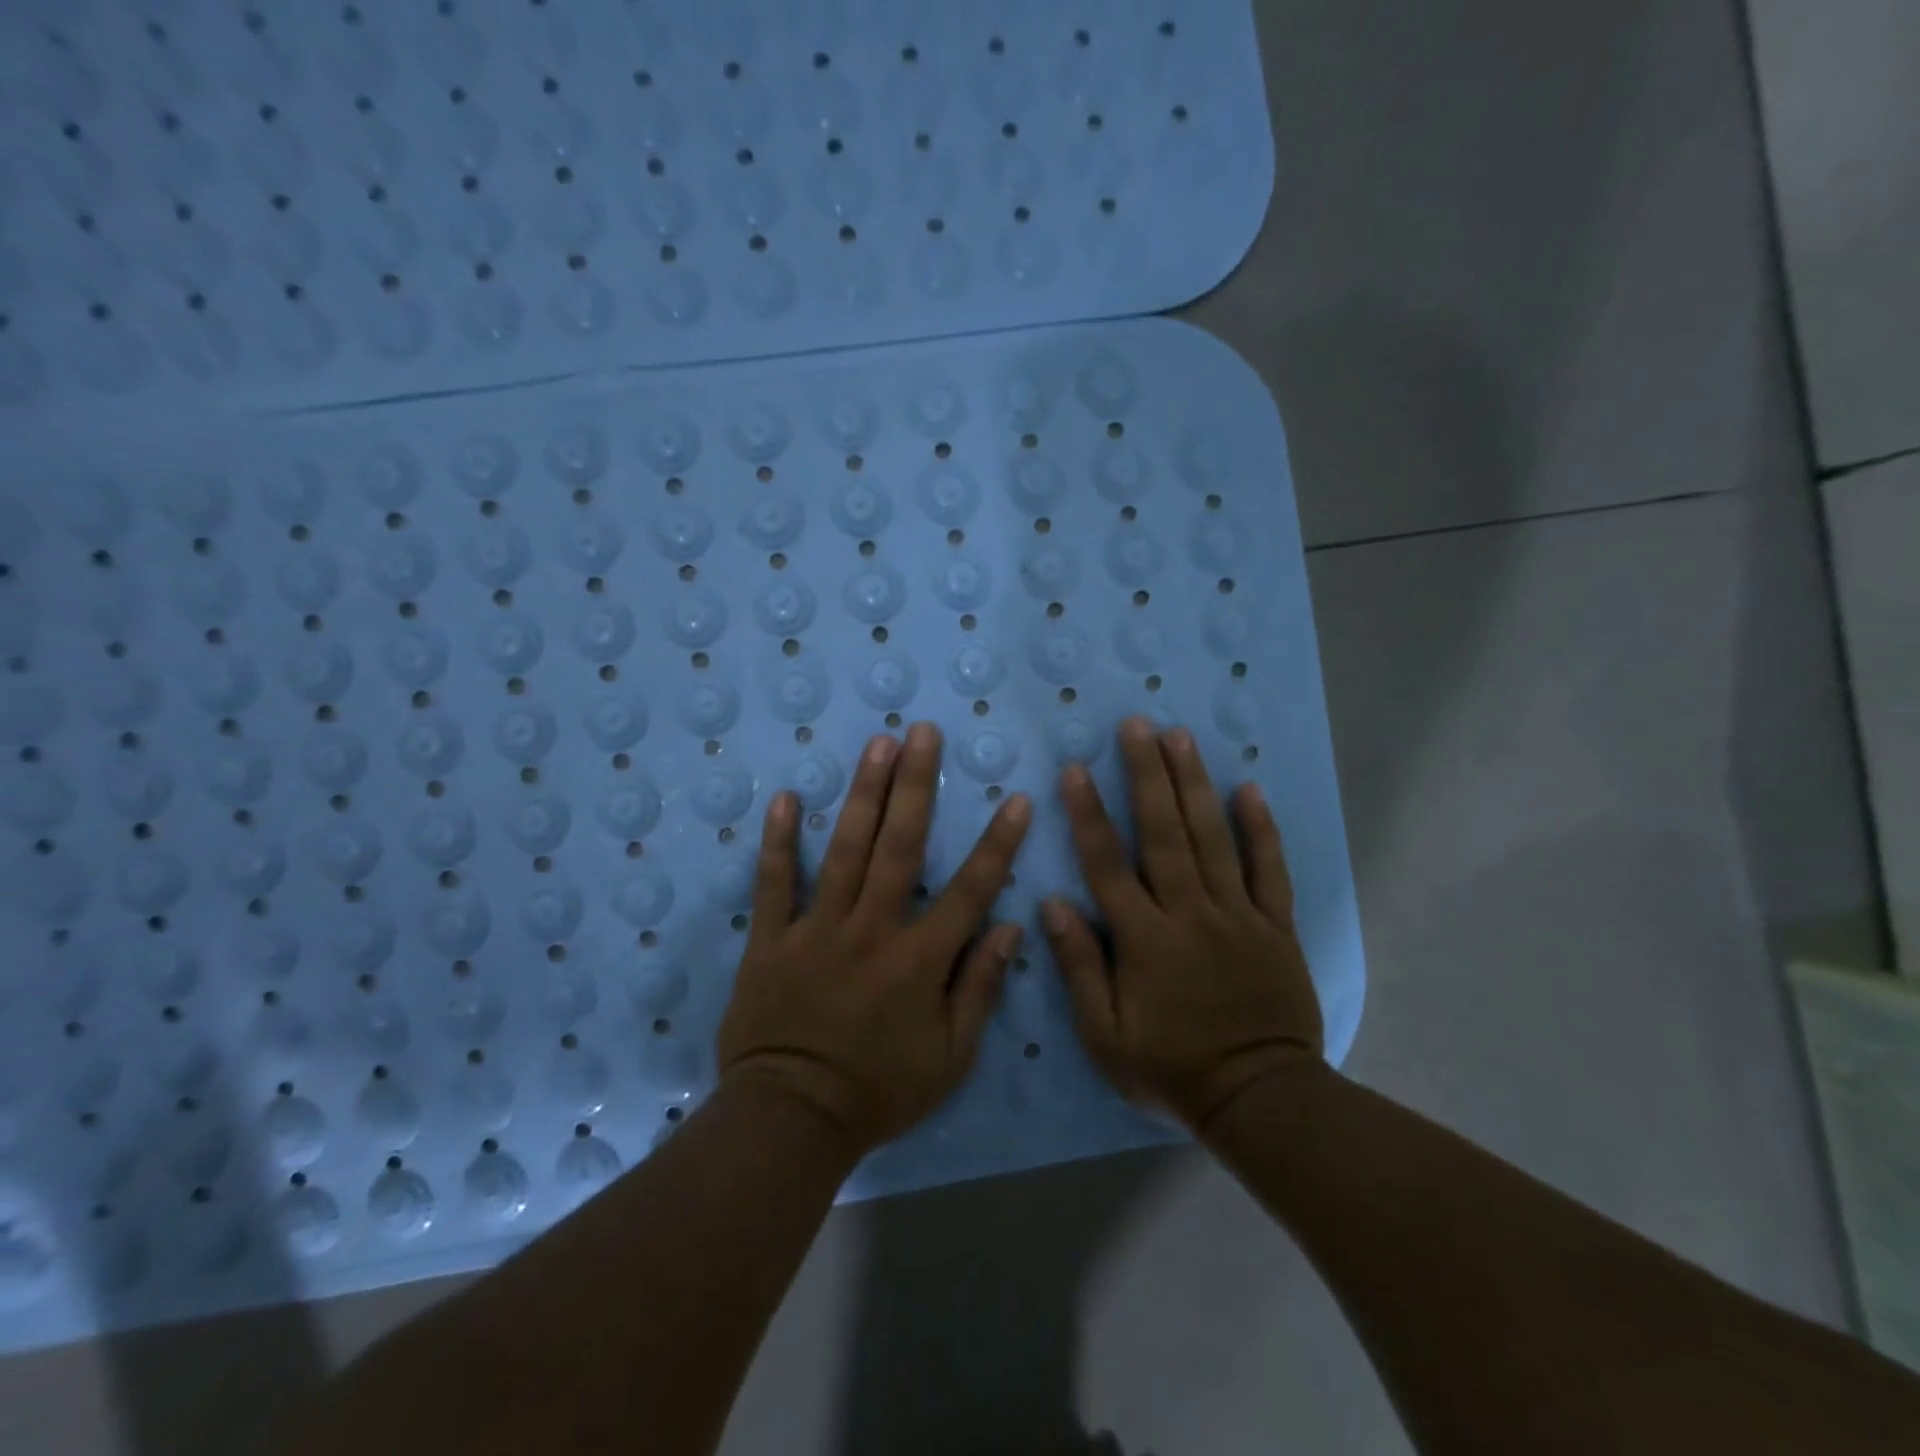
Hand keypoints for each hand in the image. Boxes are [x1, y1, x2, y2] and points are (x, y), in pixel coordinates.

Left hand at [717, 723, 1031, 1153]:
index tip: (1016, 799)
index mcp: (918, 960)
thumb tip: (1011, 928)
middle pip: (900, 846)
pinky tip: (785, 799)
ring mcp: (817, 929)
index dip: (997, 844)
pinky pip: (774, 884)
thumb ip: (979, 989)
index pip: (970, 891)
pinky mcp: (772, 940)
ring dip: (863, 795)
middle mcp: (871, 929)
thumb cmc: (879, 1092)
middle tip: (923, 733)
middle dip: (916, 785)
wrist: (792, 1120)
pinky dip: (778, 842)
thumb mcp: (949, 1058)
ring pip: (844, 850)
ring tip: (877, 746)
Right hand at [1044, 717, 1323, 1131]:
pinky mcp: (1275, 925)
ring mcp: (1237, 915)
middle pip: (1164, 832)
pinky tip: (1250, 789)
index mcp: (1144, 939)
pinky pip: (1269, 869)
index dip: (1089, 813)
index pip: (1108, 864)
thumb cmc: (1171, 1070)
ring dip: (1194, 784)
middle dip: (1147, 774)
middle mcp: (1189, 913)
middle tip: (1137, 725)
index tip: (1076, 768)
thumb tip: (1054, 904)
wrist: (1260, 1099)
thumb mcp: (1105, 1036)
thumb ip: (1079, 967)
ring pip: (1213, 838)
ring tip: (1180, 737)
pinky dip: (1261, 829)